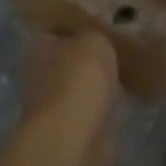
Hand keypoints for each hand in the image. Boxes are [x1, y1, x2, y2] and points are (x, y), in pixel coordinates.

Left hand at [20, 30, 120, 165]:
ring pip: (79, 88)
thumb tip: (96, 40)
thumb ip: (95, 36)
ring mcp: (53, 107)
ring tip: (126, 76)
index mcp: (39, 49)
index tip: (100, 27)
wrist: (74, 137)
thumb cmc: (79, 80)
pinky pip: (91, 112)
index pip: (55, 32)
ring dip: (96, 87)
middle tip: (118, 52)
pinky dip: (104, 110)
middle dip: (88, 61)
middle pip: (68, 62)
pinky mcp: (70, 132)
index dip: (76, 29)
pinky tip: (124, 103)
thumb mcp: (94, 41)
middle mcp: (40, 76)